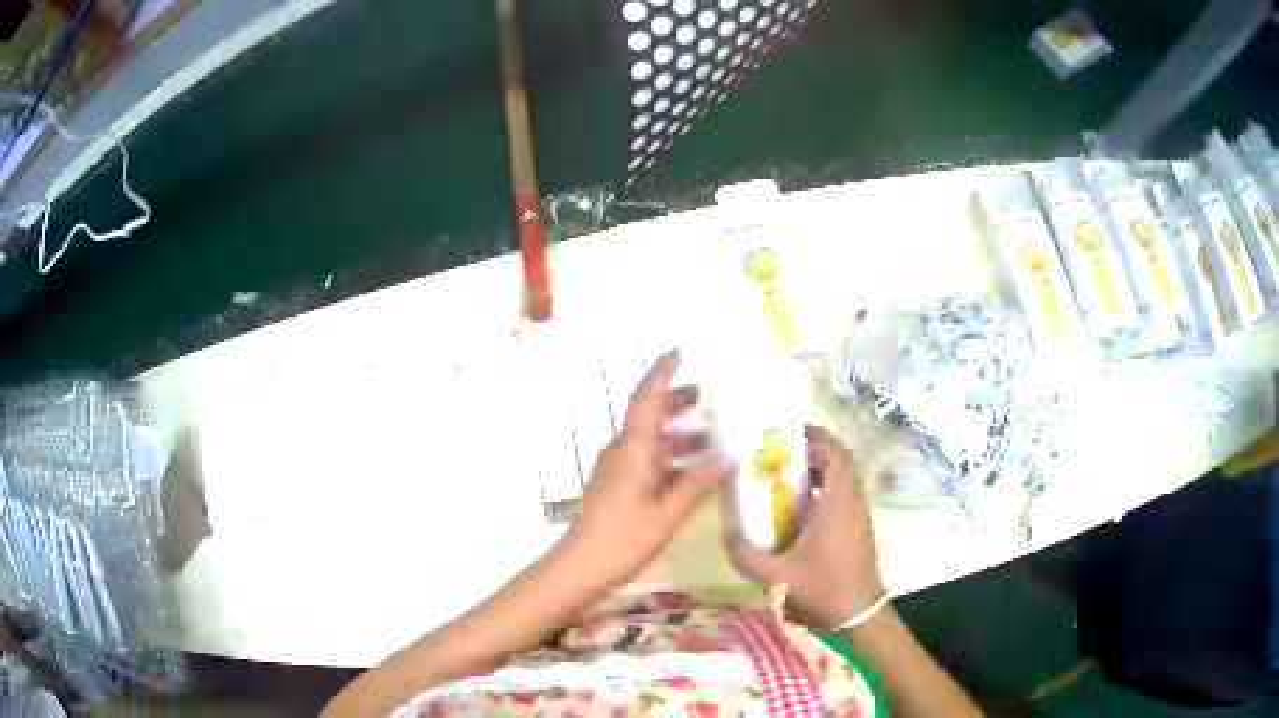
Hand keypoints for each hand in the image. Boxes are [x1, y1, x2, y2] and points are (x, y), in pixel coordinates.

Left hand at [562, 350, 736, 591]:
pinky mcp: (616, 486)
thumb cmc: (624, 536)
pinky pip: (647, 461)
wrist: (580, 565)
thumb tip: (730, 459)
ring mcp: (616, 469)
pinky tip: (693, 472)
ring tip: (713, 439)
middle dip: (678, 404)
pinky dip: (670, 458)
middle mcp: (622, 451)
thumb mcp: (668, 511)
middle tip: (710, 399)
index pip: (647, 399)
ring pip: (650, 441)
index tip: (677, 353)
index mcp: (632, 448)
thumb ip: (698, 482)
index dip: (661, 373)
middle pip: (650, 417)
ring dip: (679, 436)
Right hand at [723, 425, 883, 628]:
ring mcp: (861, 518)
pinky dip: (825, 497)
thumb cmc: (822, 588)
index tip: (793, 435)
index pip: (837, 453)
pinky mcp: (861, 532)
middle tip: (781, 461)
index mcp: (837, 503)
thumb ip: (747, 555)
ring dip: (818, 478)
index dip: (818, 437)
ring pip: (842, 483)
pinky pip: (844, 501)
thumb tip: (727, 534)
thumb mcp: (777, 575)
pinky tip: (801, 518)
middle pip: (838, 465)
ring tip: (786, 487)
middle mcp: (853, 503)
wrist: (859, 615)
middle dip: (812, 457)